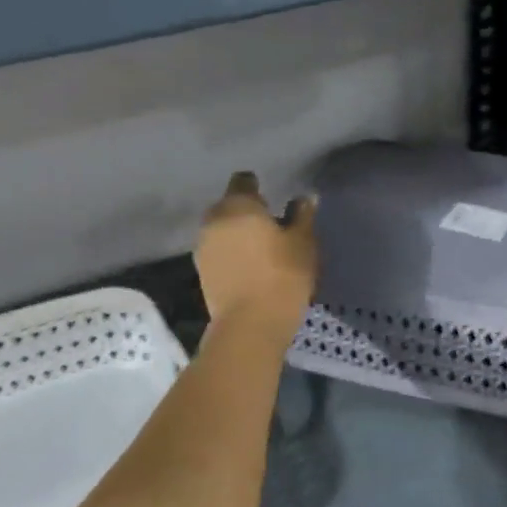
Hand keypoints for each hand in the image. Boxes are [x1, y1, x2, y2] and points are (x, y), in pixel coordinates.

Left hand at [196, 172, 316, 332]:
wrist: (250, 324)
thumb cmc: (282, 275)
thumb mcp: (303, 243)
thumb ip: (303, 216)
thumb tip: (304, 198)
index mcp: (238, 205)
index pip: (243, 181)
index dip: (257, 186)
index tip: (271, 198)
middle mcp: (213, 220)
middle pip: (228, 206)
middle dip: (245, 212)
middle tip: (269, 226)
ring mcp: (203, 248)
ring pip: (221, 231)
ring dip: (236, 236)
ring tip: (259, 250)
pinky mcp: (202, 274)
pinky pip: (219, 254)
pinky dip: (231, 256)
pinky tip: (249, 269)